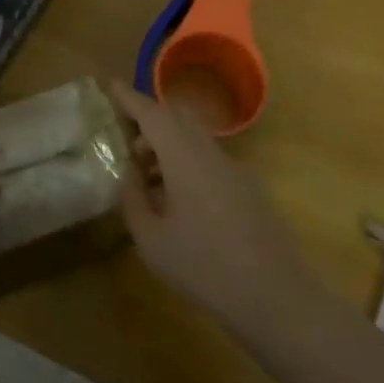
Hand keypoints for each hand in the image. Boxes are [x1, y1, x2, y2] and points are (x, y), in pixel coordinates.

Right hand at [107, 81, 314, 326]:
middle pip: (178, 118)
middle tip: (124, 140)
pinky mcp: (248, 189)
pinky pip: (209, 159)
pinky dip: (185, 162)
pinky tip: (176, 200)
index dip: (129, 98)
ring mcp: (235, 170)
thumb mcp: (151, 239)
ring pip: (195, 139)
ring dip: (167, 145)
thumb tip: (129, 175)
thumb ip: (133, 199)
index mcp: (185, 158)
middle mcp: (211, 154)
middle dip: (148, 119)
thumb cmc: (203, 267)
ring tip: (145, 178)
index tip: (109, 86)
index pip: (153, 114)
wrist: (275, 297)